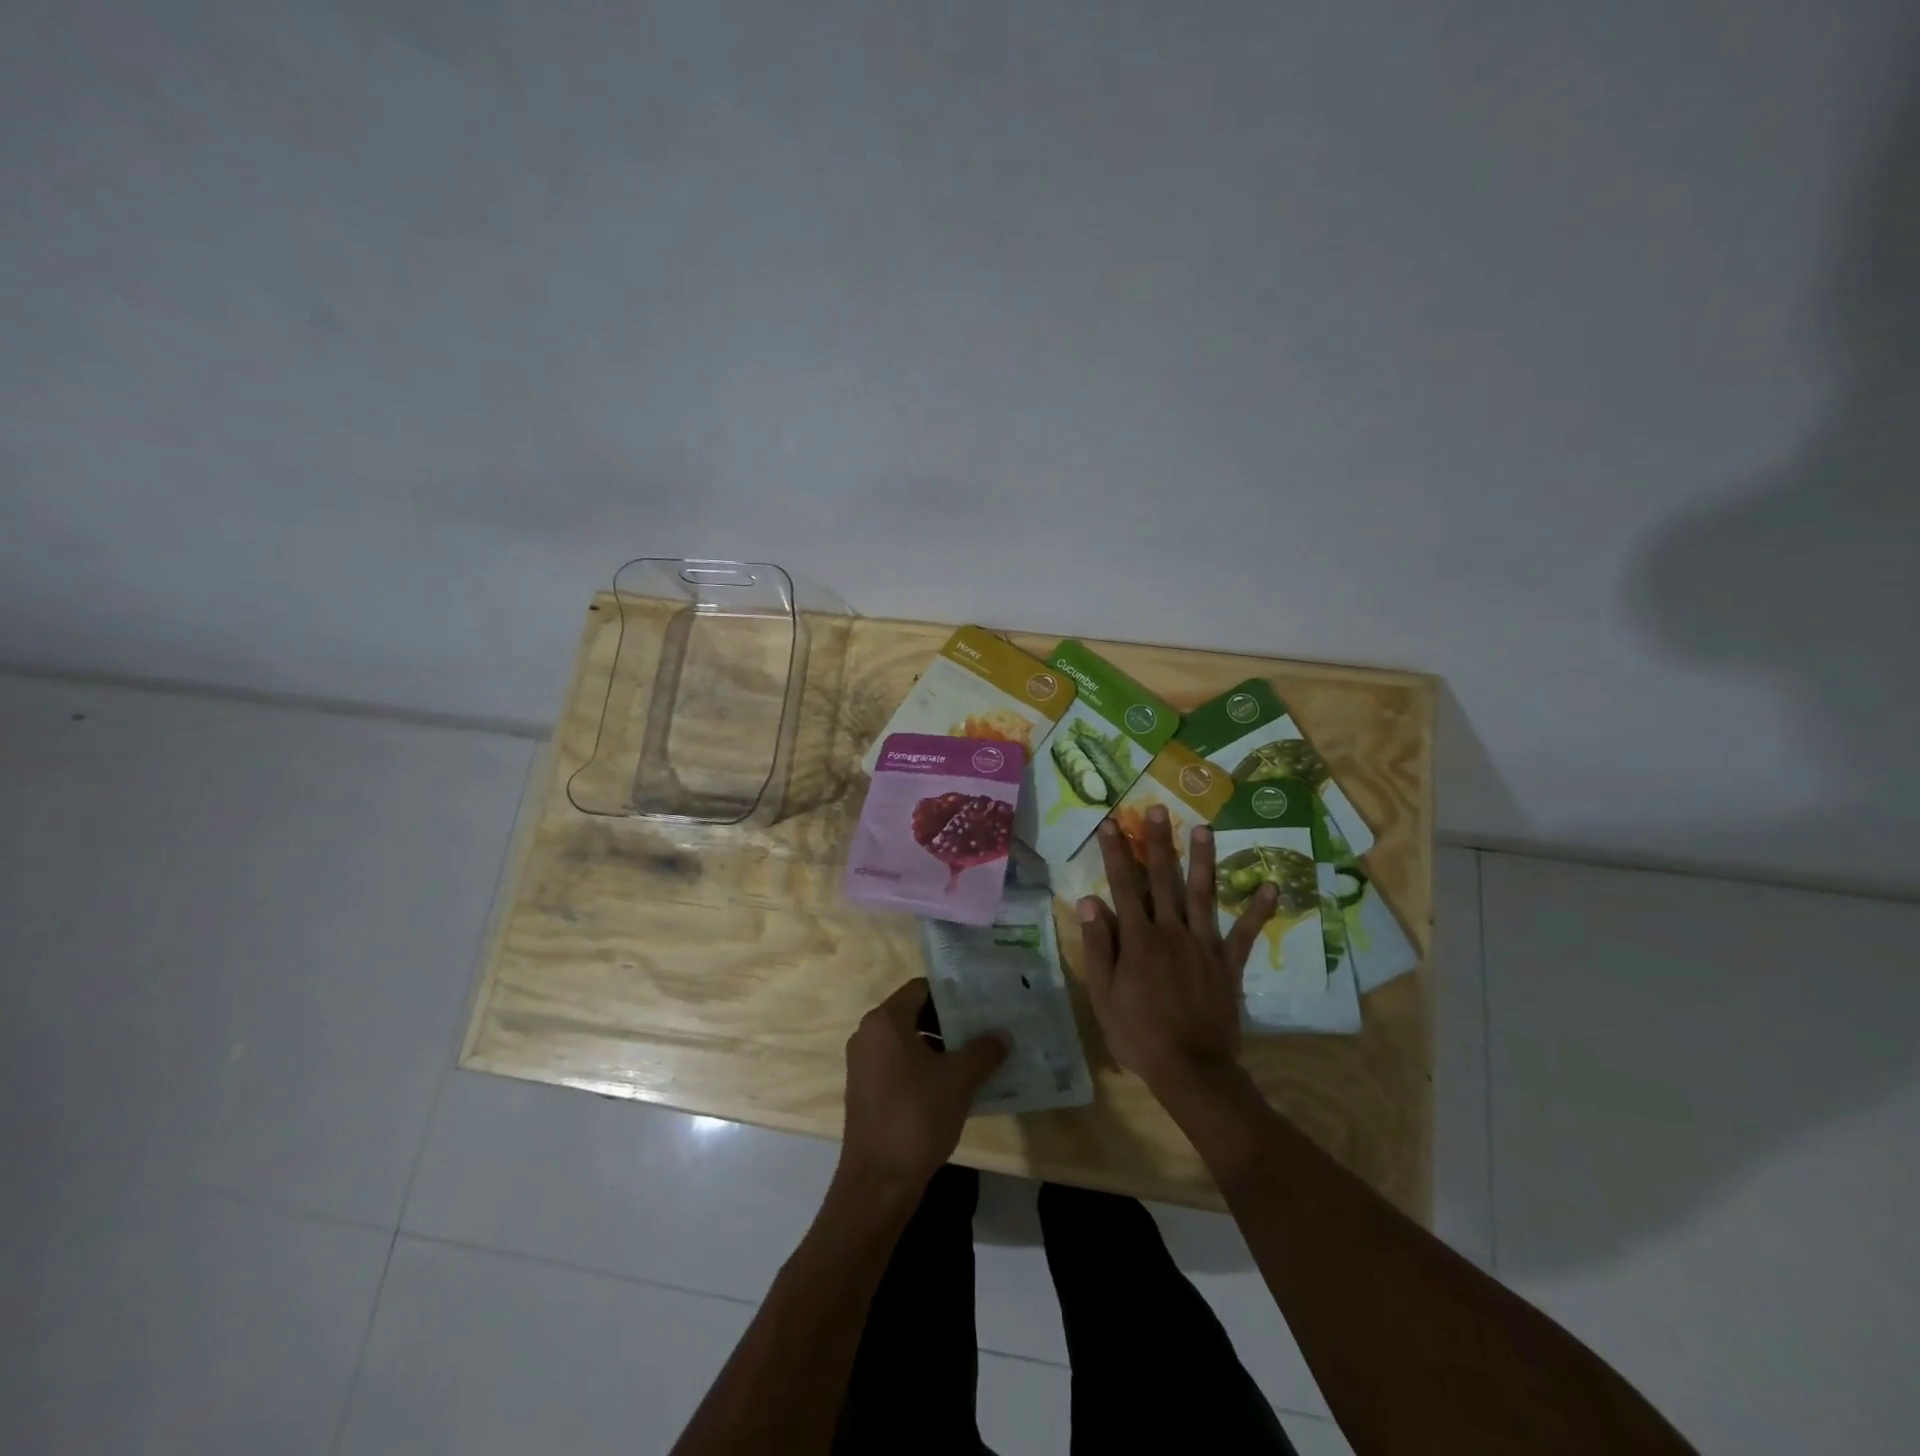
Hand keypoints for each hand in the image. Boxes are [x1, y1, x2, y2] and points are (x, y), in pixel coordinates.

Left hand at [839, 980, 1008, 1196]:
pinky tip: (953, 1085)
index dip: (951, 993)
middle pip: (913, 1013)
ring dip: (939, 1046)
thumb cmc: (916, 1116)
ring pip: (907, 1041)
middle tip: (984, 1027)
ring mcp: (863, 1065)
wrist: (878, 1182)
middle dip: (949, 1021)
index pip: (921, 988)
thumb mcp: (959, 1080)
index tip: (980, 1001)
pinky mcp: (865, 1091)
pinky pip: (898, 1064)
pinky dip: (924, 1066)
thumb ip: (984, 1051)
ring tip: (975, 1055)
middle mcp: (868, 1035)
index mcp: (885, 1021)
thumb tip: (1004, 1035)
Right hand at [1078, 807, 1279, 1097]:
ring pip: (1202, 894)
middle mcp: (1172, 931)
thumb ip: (1098, 946)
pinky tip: (1272, 886)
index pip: (1124, 885)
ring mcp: (1204, 944)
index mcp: (1138, 938)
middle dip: (1159, 842)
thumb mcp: (1104, 995)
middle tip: (1158, 810)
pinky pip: (1245, 932)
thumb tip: (1090, 901)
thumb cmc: (1139, 1033)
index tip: (1110, 824)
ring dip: (1203, 860)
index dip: (1116, 853)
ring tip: (1204, 828)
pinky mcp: (1228, 962)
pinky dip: (1258, 910)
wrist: (1191, 1068)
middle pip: (1164, 879)